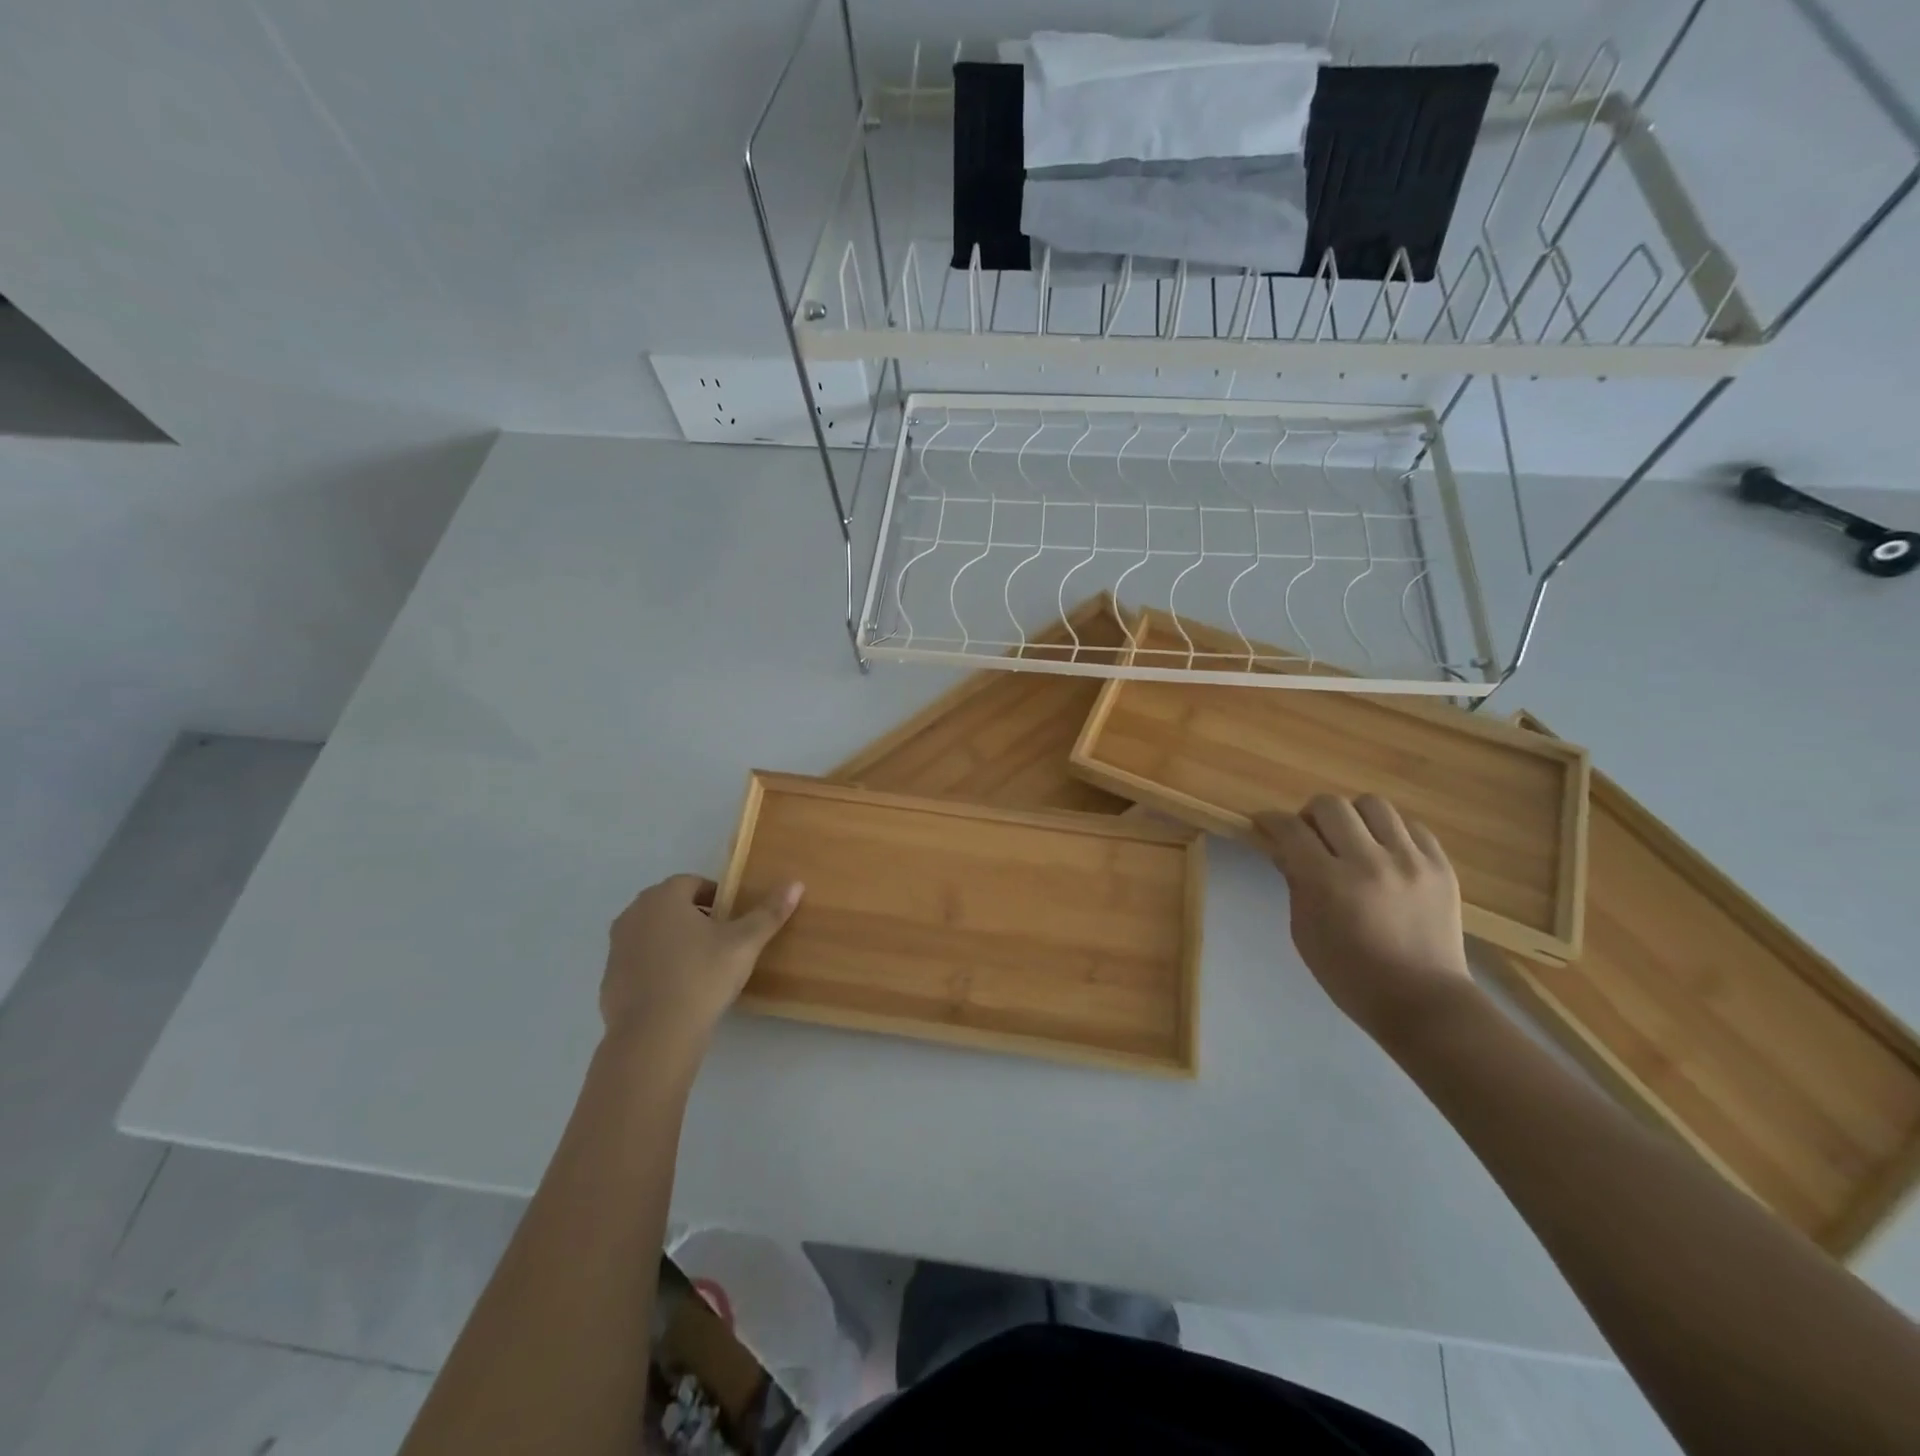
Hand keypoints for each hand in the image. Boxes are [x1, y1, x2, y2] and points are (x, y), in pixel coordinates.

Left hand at [600, 874, 802, 1048]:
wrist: (654, 1036)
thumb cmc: (702, 977)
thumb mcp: (744, 943)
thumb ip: (769, 912)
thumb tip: (796, 883)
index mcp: (664, 897)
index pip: (693, 883)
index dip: (716, 897)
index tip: (733, 918)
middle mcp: (634, 914)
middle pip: (670, 905)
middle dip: (694, 916)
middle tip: (721, 940)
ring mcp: (616, 947)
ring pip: (652, 933)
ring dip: (673, 940)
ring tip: (701, 966)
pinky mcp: (609, 980)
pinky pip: (639, 962)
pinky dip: (656, 968)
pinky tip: (677, 991)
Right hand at [1254, 795, 1474, 1040]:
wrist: (1423, 1001)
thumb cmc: (1350, 974)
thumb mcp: (1304, 931)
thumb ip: (1294, 883)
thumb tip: (1284, 850)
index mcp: (1328, 882)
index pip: (1291, 830)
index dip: (1271, 821)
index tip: (1265, 823)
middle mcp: (1369, 861)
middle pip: (1330, 805)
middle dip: (1310, 814)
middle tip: (1310, 835)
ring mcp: (1410, 861)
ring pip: (1372, 805)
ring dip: (1352, 817)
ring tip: (1351, 839)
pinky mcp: (1440, 866)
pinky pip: (1410, 826)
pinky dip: (1390, 832)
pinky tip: (1385, 853)